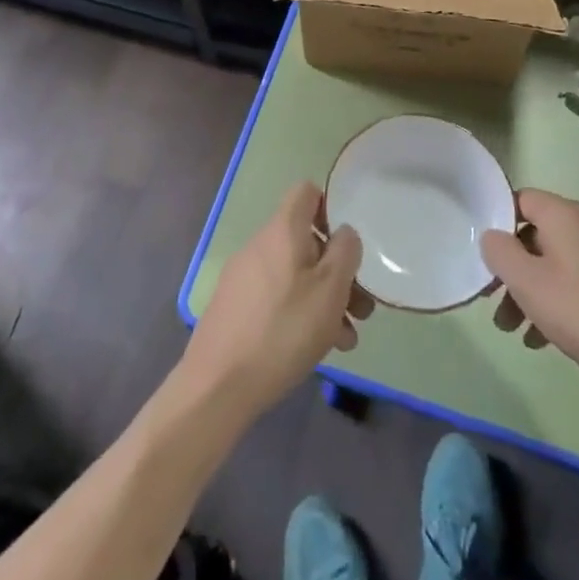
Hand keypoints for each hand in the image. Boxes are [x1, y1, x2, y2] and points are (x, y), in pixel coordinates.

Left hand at [180, 183, 372, 423]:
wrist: (218, 386)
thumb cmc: (283, 330)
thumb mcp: (330, 289)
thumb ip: (345, 252)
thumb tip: (344, 233)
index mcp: (282, 230)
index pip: (306, 193)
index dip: (330, 208)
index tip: (347, 244)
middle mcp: (260, 245)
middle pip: (305, 241)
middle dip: (337, 271)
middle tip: (360, 308)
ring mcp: (244, 277)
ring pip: (295, 274)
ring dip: (324, 299)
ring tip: (345, 338)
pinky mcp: (235, 307)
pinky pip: (276, 297)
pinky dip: (300, 313)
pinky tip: (318, 349)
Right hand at [480, 189, 578, 418]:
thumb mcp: (529, 284)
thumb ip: (501, 254)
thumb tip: (491, 235)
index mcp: (566, 216)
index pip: (521, 200)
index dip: (498, 223)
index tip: (486, 257)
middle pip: (538, 237)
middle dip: (514, 270)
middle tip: (496, 305)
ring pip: (558, 265)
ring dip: (533, 292)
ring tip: (517, 332)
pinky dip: (560, 303)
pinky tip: (548, 340)